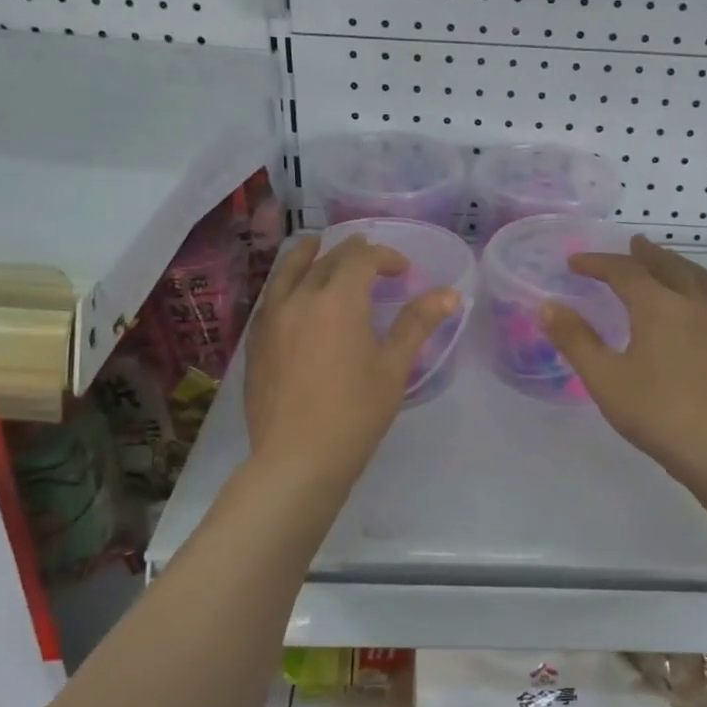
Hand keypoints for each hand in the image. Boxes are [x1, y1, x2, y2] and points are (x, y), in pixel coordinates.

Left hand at [244, 234, 459, 492]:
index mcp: (337, 299)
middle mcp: (300, 298)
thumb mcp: (393, 367)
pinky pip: (271, 297)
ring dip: (308, 255)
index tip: (403, 271)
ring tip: (317, 248)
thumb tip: (450, 292)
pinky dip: (287, 283)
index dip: (385, 257)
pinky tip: (293, 296)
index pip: (361, 258)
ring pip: (287, 272)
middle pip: (325, 259)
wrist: (297, 459)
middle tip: (369, 257)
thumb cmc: (355, 413)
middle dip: (351, 252)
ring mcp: (271, 320)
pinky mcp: (256, 343)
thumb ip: (418, 323)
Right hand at [539, 236, 706, 486]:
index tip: (574, 262)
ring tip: (663, 263)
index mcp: (658, 306)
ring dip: (675, 264)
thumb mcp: (604, 378)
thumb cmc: (656, 412)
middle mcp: (691, 305)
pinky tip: (686, 306)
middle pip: (667, 266)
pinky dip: (692, 284)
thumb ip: (575, 339)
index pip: (625, 271)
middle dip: (643, 254)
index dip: (597, 263)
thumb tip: (547, 306)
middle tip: (629, 245)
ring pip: (696, 278)